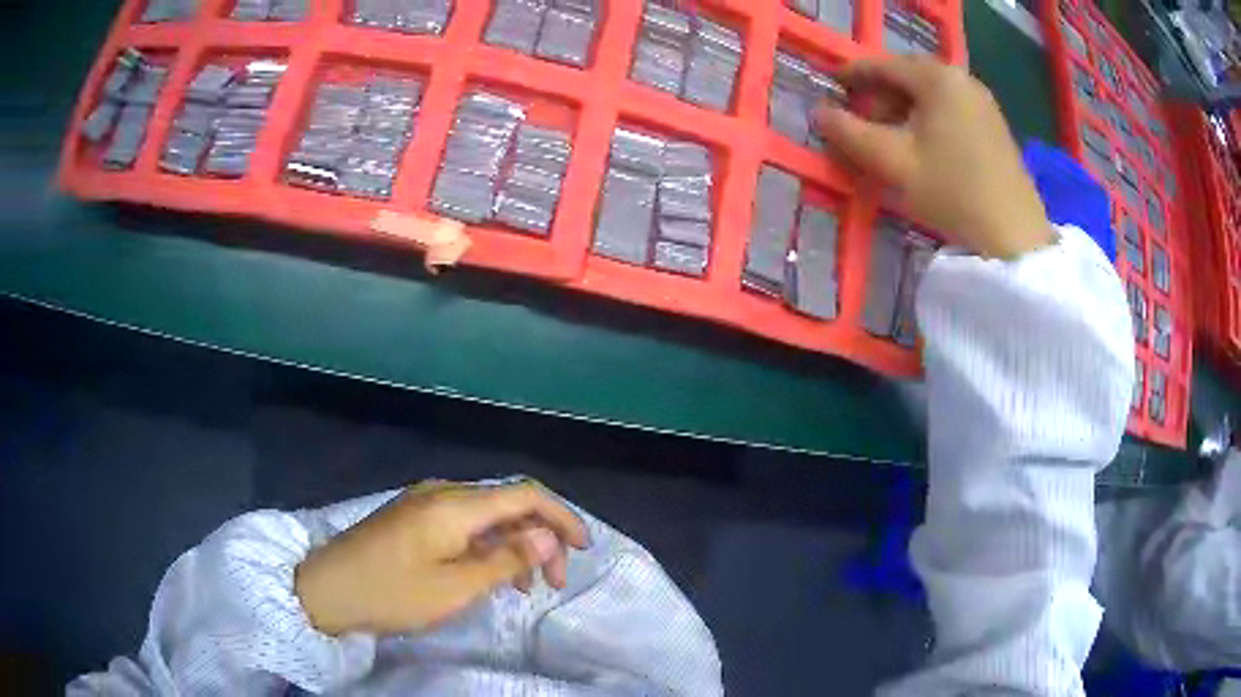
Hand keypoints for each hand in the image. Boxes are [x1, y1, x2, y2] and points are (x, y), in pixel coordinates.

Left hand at [294, 480, 588, 636]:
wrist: (327, 589)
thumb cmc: (392, 593)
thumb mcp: (455, 587)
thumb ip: (506, 560)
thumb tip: (548, 536)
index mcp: (456, 505)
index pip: (525, 495)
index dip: (561, 517)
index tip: (584, 548)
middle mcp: (443, 492)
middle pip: (508, 504)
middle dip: (540, 539)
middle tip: (553, 583)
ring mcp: (425, 502)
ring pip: (487, 515)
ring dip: (514, 545)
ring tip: (525, 586)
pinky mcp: (413, 517)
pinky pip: (463, 523)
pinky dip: (487, 546)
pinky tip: (489, 573)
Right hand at [814, 56, 1053, 259]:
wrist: (1014, 237)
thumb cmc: (952, 192)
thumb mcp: (894, 162)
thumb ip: (850, 133)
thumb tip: (819, 113)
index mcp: (937, 78)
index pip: (882, 65)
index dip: (851, 74)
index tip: (828, 86)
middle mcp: (961, 79)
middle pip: (908, 77)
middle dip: (878, 95)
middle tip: (858, 121)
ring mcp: (982, 102)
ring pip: (929, 94)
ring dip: (902, 109)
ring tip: (887, 138)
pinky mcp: (993, 126)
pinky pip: (949, 109)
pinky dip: (927, 119)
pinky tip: (920, 146)